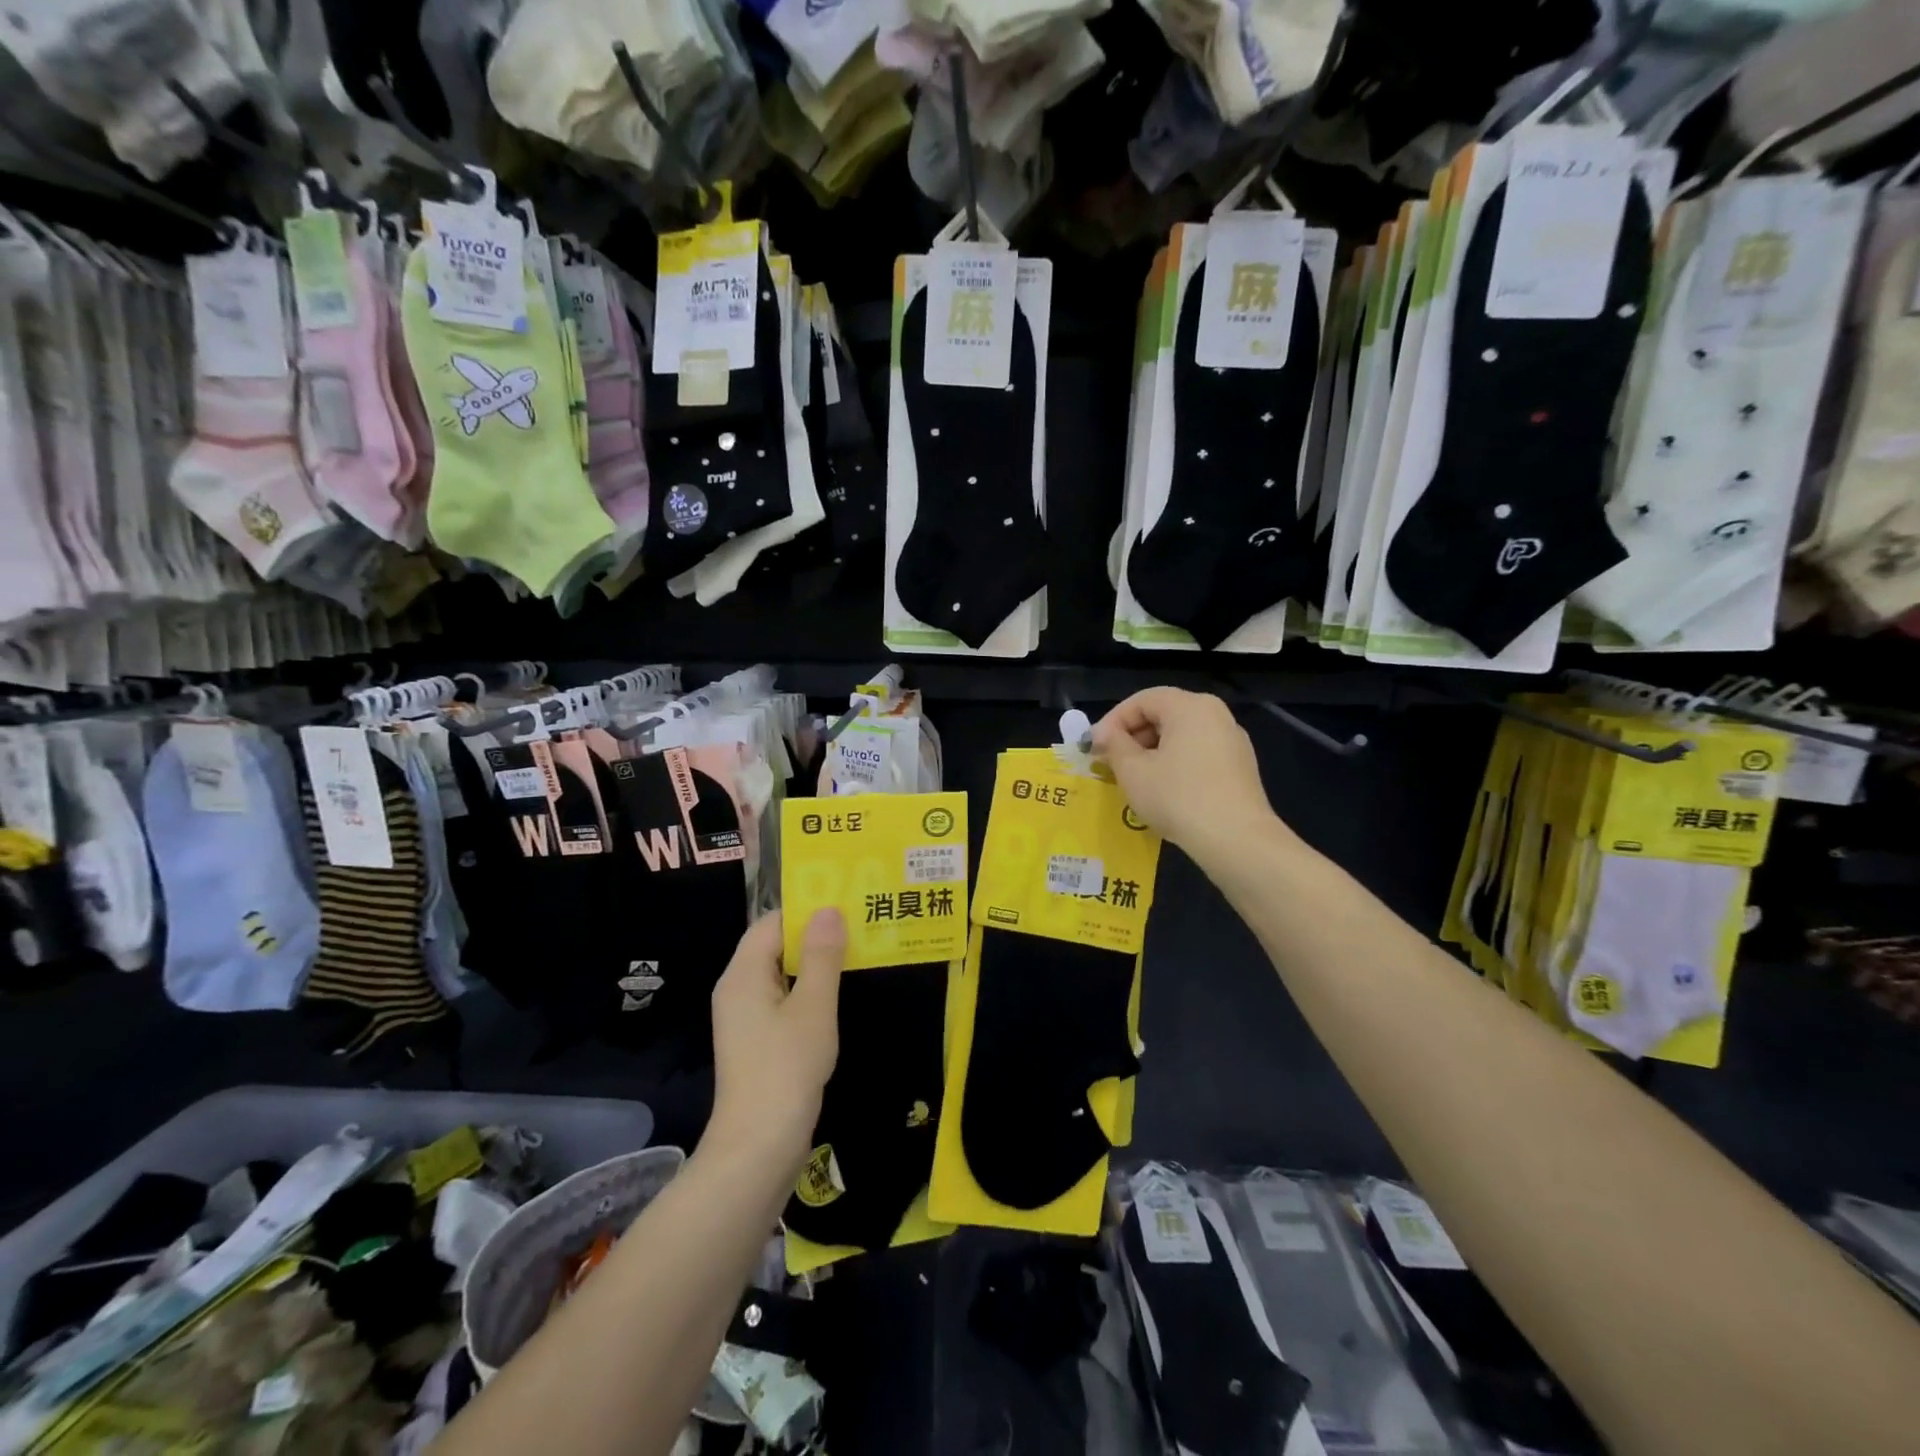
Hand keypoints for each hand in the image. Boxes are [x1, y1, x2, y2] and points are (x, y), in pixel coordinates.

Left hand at [706, 909, 845, 1174]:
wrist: (758, 1149)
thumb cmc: (786, 1069)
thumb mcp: (813, 1007)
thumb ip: (821, 956)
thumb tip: (828, 910)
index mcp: (742, 974)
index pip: (772, 922)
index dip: (806, 910)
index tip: (846, 903)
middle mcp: (737, 989)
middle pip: (774, 945)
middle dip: (814, 934)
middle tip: (859, 924)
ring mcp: (745, 1017)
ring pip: (781, 973)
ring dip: (814, 963)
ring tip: (857, 951)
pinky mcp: (757, 1041)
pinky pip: (782, 999)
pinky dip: (808, 990)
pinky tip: (838, 992)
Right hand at [1091, 688, 1279, 862]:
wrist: (1236, 840)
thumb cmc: (1177, 797)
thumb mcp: (1133, 771)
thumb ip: (1114, 745)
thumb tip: (1105, 736)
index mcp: (1190, 706)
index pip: (1142, 700)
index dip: (1112, 721)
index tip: (1093, 747)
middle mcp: (1216, 715)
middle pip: (1164, 715)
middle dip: (1131, 737)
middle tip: (1109, 763)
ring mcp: (1232, 742)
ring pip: (1181, 737)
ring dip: (1151, 753)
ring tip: (1132, 779)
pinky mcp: (1240, 768)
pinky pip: (1198, 755)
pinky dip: (1174, 765)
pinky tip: (1162, 791)